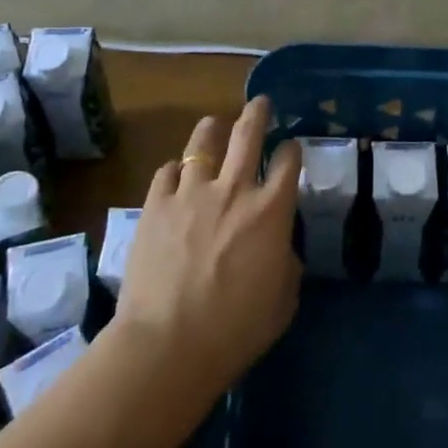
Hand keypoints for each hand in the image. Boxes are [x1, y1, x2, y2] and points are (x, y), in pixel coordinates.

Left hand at [113, 96, 300, 393]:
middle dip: (258, 114)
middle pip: (248, 134)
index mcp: (271, 210)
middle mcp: (234, 189)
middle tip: (261, 103)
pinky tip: (176, 174)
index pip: (288, 162)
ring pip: (203, 143)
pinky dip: (175, 170)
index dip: (292, 150)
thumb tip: (277, 245)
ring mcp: (191, 193)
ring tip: (214, 124)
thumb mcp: (283, 299)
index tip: (291, 148)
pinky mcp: (155, 205)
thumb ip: (286, 262)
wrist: (168, 344)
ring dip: (212, 130)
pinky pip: (167, 172)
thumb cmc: (235, 329)